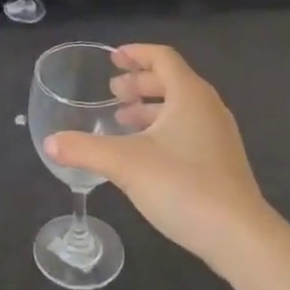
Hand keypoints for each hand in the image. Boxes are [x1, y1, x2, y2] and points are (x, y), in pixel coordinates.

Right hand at [45, 44, 270, 271]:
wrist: (239, 236)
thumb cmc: (182, 185)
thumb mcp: (124, 164)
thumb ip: (84, 150)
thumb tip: (50, 143)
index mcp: (189, 95)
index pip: (163, 57)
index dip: (136, 53)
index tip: (112, 59)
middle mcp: (208, 108)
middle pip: (172, 80)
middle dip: (140, 82)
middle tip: (113, 93)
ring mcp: (219, 136)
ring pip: (181, 108)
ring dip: (150, 108)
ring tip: (121, 121)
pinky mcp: (222, 162)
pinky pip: (188, 130)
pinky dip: (163, 129)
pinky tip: (144, 154)